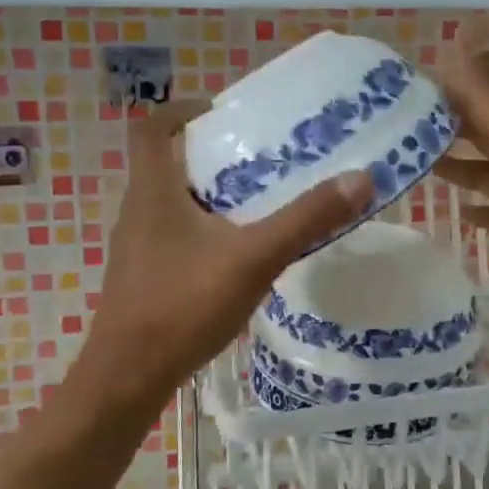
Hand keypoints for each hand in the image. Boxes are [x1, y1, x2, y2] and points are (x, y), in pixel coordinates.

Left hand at [75, 99, 372, 409]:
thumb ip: (306, 219)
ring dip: (209, 196)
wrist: (128, 378)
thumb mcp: (254, 258)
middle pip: (167, 164)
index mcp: (153, 191)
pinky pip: (174, 237)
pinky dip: (204, 232)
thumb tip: (360, 178)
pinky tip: (236, 257)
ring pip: (172, 204)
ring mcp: (136, 248)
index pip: (152, 127)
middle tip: (259, 159)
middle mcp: (137, 211)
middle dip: (211, 156)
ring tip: (257, 204)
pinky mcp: (142, 278)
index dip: (182, 110)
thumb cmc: (183, 305)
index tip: (221, 112)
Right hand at [432, 32, 488, 322]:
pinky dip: (482, 210)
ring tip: (420, 165)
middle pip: (482, 132)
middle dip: (447, 126)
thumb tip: (463, 32)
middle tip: (400, 128)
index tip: (403, 88)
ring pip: (488, 171)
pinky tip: (461, 214)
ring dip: (459, 166)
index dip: (445, 88)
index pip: (478, 96)